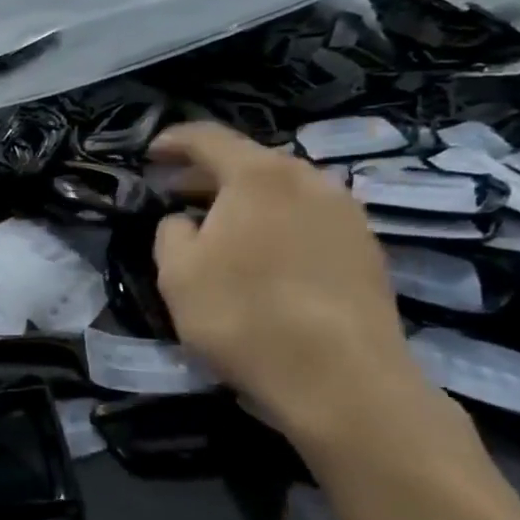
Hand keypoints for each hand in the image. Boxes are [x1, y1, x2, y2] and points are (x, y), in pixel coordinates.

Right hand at [149, 122, 429, 457]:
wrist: (344, 381)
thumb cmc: (244, 316)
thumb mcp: (177, 274)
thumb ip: (170, 233)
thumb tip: (186, 222)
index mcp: (258, 175)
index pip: (207, 138)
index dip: (173, 142)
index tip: (150, 154)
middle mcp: (308, 180)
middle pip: (250, 162)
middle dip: (209, 175)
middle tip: (178, 194)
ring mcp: (347, 214)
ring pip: (284, 192)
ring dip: (248, 202)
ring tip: (222, 229)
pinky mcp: (369, 251)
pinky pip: (310, 221)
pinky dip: (279, 226)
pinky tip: (266, 259)